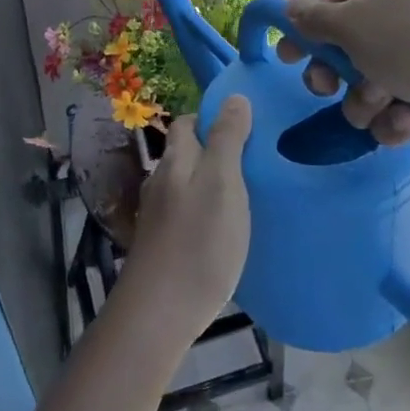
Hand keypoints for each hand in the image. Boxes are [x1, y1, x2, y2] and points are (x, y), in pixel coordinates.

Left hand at [125, 97, 252, 340]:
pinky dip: (203, 215)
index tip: (244, 128)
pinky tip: (222, 232)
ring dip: (210, 185)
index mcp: (176, 160)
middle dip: (213, 152)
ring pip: (185, 187)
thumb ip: (228, 139)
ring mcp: (157, 217)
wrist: (159, 314)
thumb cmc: (198, 241)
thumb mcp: (223, 182)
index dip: (211, 119)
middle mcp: (161, 182)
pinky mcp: (160, 247)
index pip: (187, 123)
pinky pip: (185, 216)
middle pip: (185, 154)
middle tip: (253, 164)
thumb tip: (233, 96)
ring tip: (244, 198)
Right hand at [280, 0, 409, 153]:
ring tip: (385, 105)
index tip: (286, 59)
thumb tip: (288, 6)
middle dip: (335, 75)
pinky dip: (395, 120)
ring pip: (365, 85)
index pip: (328, 4)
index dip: (305, 32)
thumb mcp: (353, 24)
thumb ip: (313, 19)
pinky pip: (394, 108)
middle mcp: (398, 13)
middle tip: (328, 89)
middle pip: (343, 48)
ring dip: (365, 102)